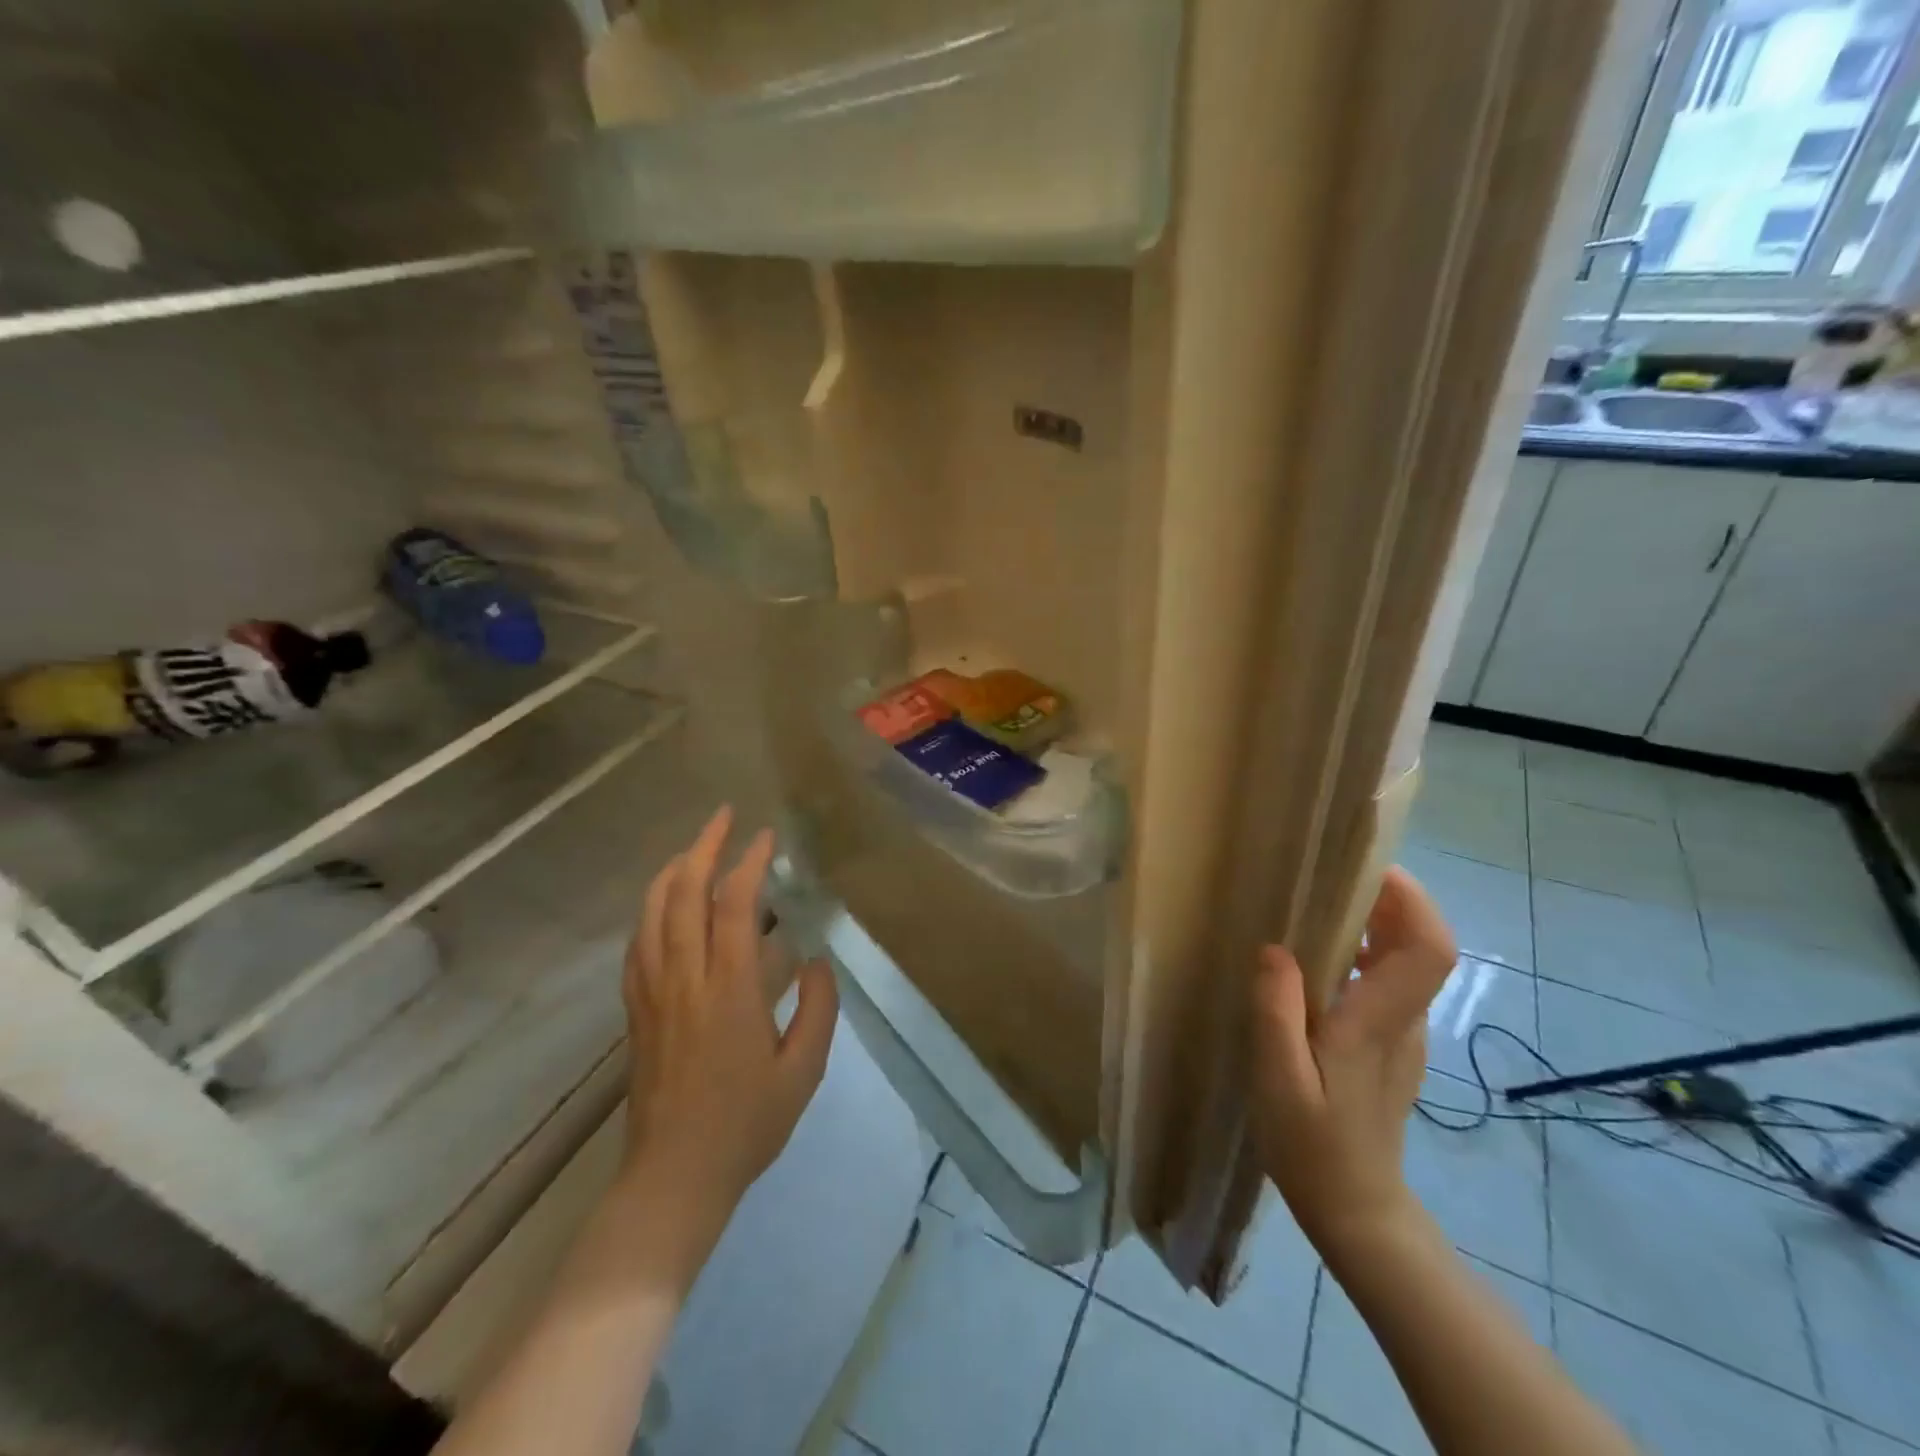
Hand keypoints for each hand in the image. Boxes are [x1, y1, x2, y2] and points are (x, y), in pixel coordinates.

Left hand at [616, 806, 837, 1278]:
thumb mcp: (803, 1070)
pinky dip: (650, 909)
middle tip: (724, 817)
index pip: (734, 907)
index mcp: (730, 991)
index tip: (767, 837)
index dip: (749, 863)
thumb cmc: (747, 1124)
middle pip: (684, 894)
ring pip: (653, 913)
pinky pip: (638, 944)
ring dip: (672, 870)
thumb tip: (815, 960)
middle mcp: (685, 979)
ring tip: (693, 847)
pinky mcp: (637, 1010)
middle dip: (703, 847)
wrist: (675, 1177)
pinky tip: (663, 902)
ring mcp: (653, 993)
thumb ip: (817, 1008)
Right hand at [1249, 867, 1456, 1259]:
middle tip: (1330, 876)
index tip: (1370, 869)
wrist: (1357, 1211)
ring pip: (1407, 963)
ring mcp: (1405, 1036)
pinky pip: (1389, 983)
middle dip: (1388, 900)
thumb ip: (1277, 1012)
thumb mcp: (1278, 1080)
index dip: (1412, 901)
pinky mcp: (1393, 1046)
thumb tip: (1277, 949)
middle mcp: (1405, 1023)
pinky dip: (1366, 953)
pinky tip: (1320, 960)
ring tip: (1318, 907)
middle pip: (1423, 946)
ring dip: (1375, 924)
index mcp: (1378, 1025)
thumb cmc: (1312, 1147)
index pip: (1428, 950)